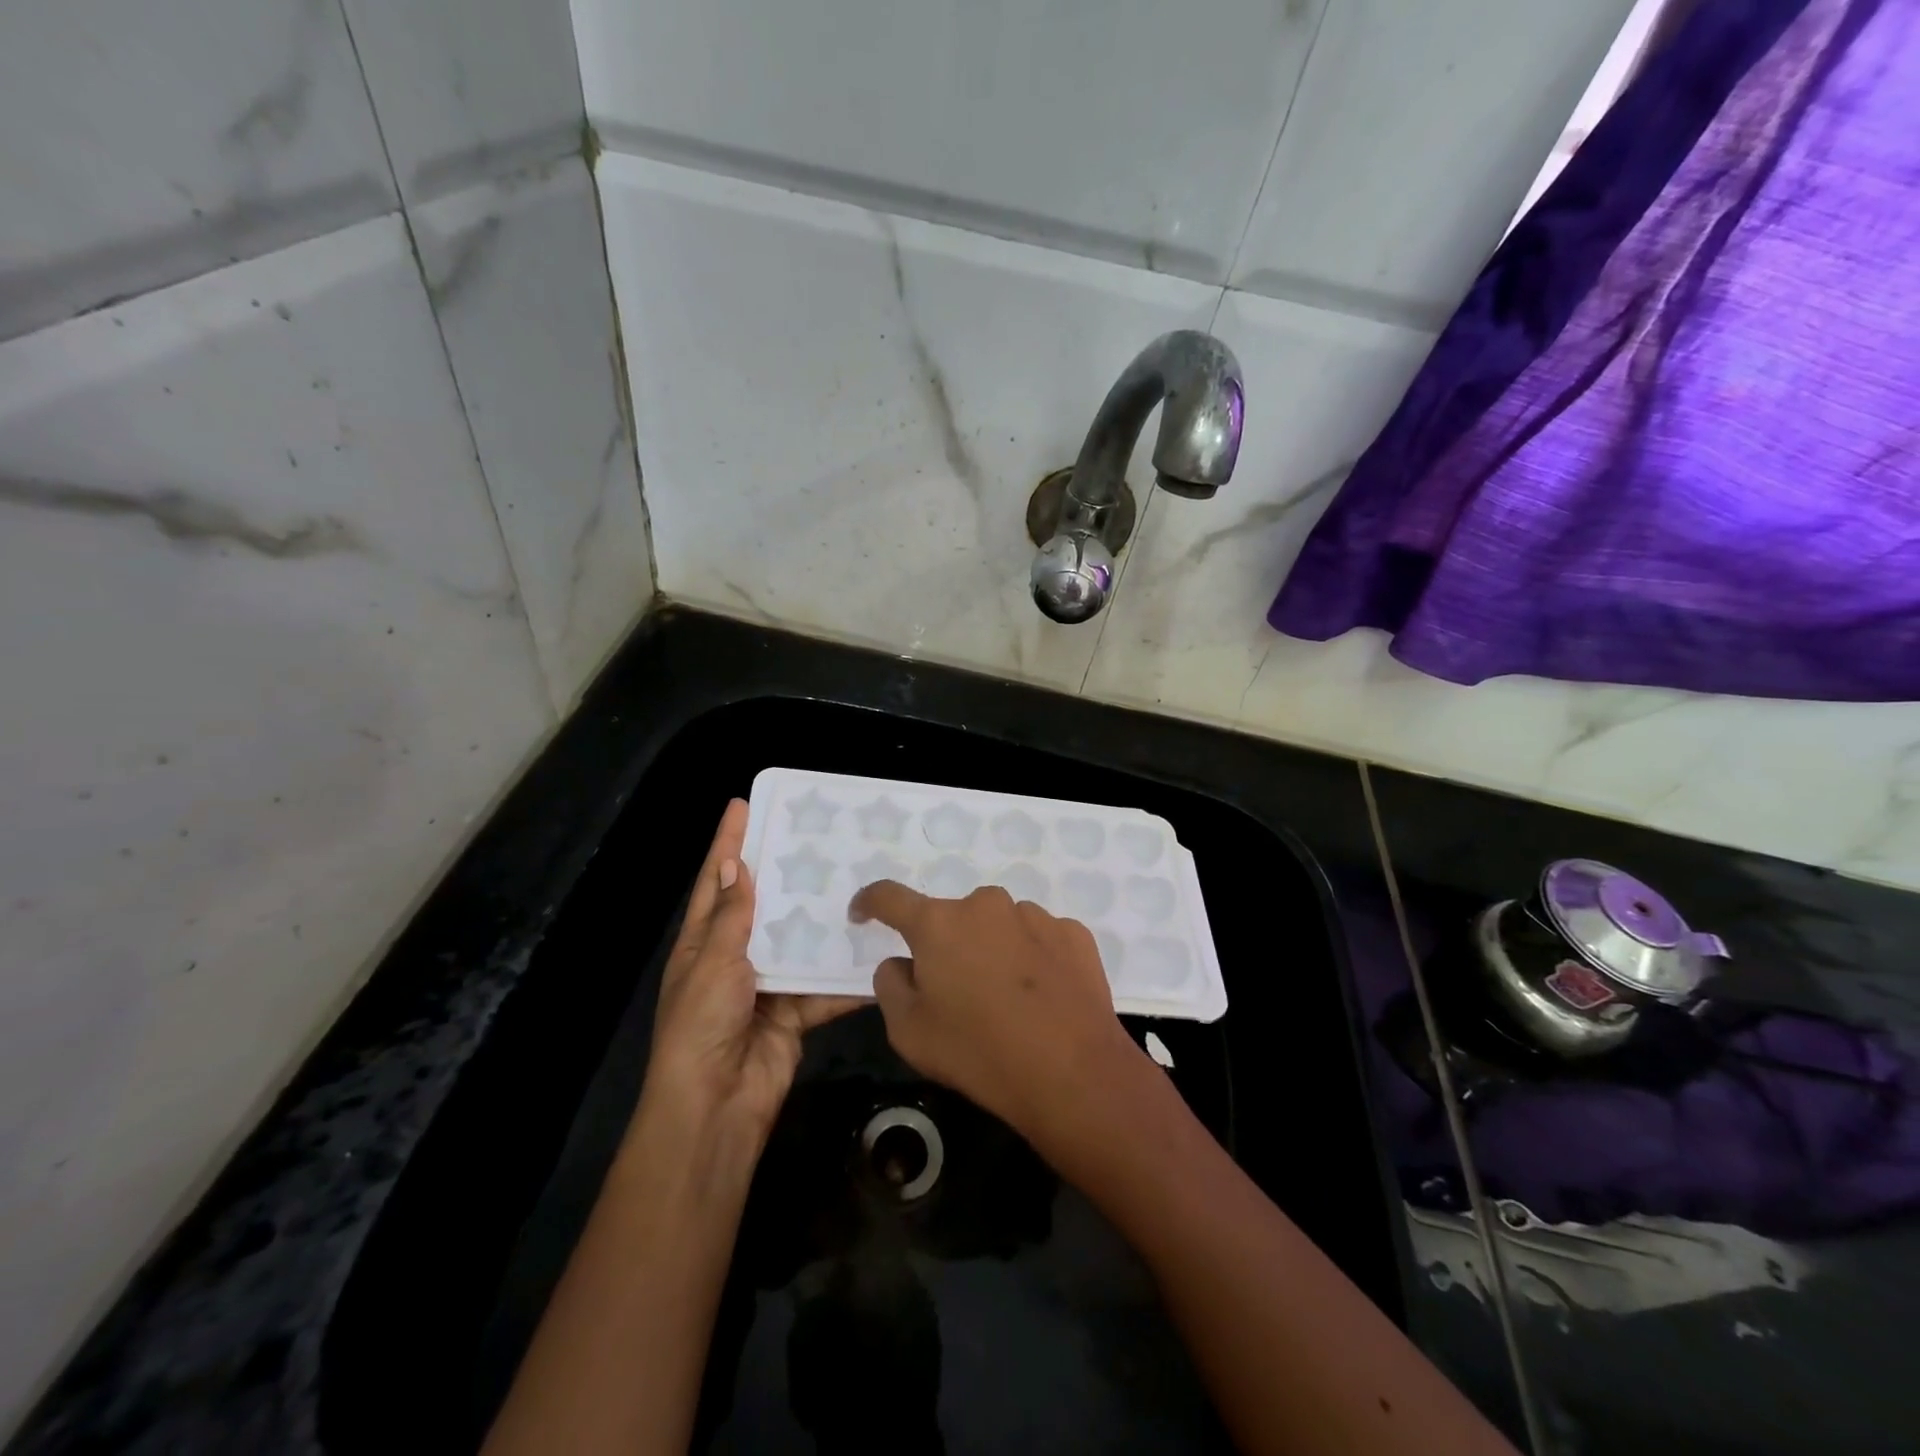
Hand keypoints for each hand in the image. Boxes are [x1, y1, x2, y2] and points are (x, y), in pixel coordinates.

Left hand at [639, 800, 862, 1143]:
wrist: (717, 1107)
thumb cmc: (702, 1026)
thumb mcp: (712, 964)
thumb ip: (732, 917)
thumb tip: (737, 864)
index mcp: (703, 942)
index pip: (717, 880)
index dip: (727, 843)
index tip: (742, 805)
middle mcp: (734, 958)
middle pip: (763, 905)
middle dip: (785, 873)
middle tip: (816, 837)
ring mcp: (767, 985)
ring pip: (799, 941)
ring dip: (822, 919)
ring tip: (856, 881)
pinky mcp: (795, 1012)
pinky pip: (822, 986)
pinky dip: (844, 976)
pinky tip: (874, 952)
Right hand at [848, 881, 1146, 1156]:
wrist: (1072, 1072)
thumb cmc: (978, 1053)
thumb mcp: (909, 1032)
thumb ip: (891, 985)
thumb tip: (902, 963)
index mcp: (938, 924)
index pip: (890, 897)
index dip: (870, 902)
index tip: (863, 913)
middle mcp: (985, 905)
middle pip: (952, 918)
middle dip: (947, 945)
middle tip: (956, 991)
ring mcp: (1034, 915)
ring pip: (998, 926)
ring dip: (992, 950)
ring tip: (1007, 1001)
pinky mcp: (1073, 933)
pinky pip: (1038, 939)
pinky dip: (1032, 959)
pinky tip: (1042, 998)